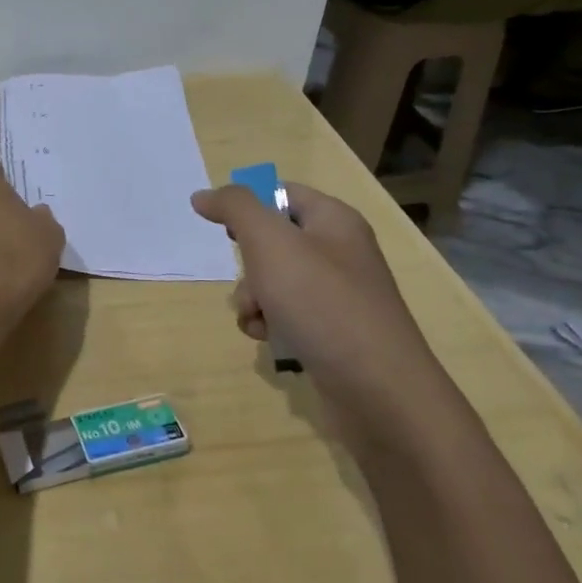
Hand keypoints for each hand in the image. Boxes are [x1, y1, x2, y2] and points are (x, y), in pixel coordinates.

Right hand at [191, 182, 443, 401]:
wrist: (377, 389)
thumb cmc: (322, 303)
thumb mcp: (270, 242)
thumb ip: (235, 208)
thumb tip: (204, 195)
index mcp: (334, 220)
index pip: (281, 193)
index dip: (249, 207)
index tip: (226, 232)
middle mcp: (339, 252)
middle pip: (272, 240)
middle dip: (247, 263)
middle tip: (252, 280)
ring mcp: (337, 294)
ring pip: (272, 281)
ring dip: (251, 298)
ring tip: (257, 318)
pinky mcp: (331, 330)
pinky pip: (285, 314)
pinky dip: (268, 323)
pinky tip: (266, 338)